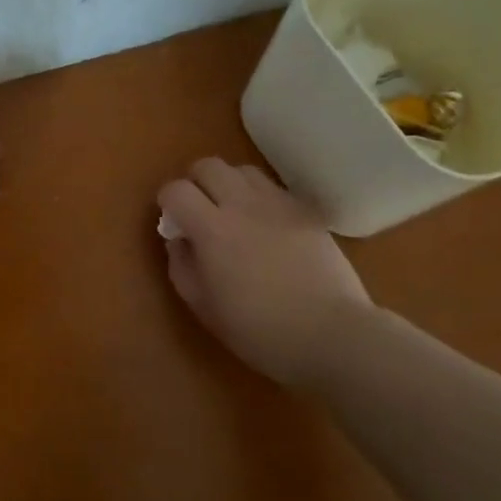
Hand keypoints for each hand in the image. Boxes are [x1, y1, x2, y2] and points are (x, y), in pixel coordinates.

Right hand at [157, 158, 372, 386]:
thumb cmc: (261, 331)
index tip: (173, 221)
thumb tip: (177, 240)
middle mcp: (242, 204)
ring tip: (234, 211)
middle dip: (196, 182)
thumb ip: (182, 267)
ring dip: (230, 184)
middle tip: (199, 210)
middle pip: (208, 166)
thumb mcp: (206, 309)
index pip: (176, 189)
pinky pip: (274, 188)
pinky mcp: (305, 211)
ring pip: (243, 170)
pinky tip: (266, 224)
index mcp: (212, 229)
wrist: (332, 334)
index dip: (167, 201)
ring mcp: (277, 204)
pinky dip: (260, 197)